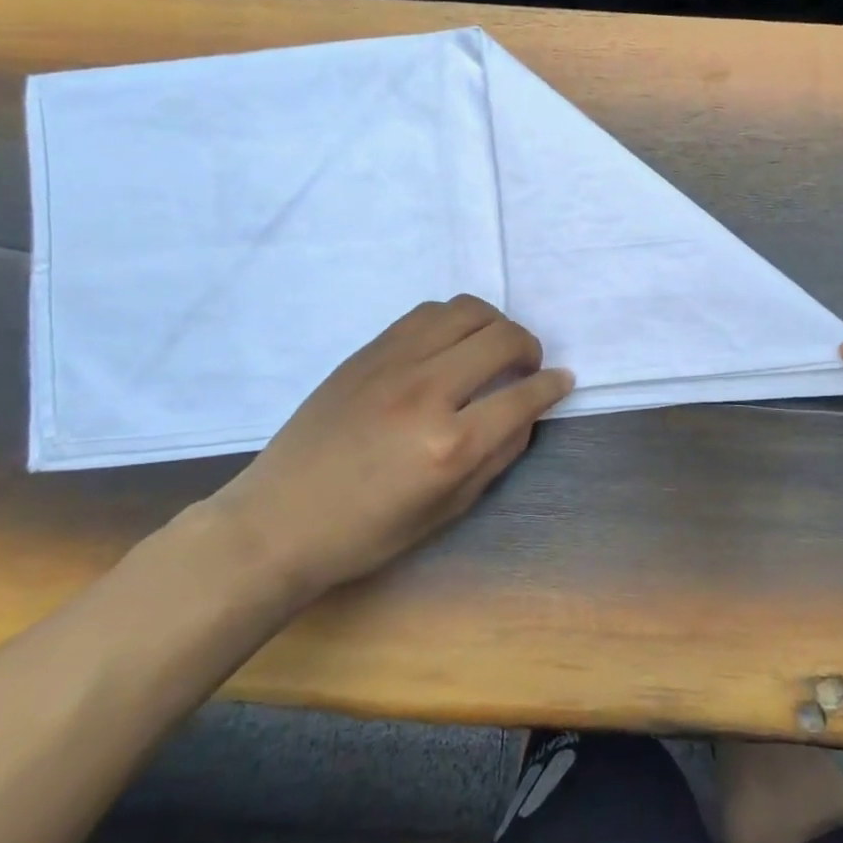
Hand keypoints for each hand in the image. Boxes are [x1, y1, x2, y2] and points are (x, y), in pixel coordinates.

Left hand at [214, 296, 572, 601]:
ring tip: (491, 348)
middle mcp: (427, 392)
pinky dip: (454, 321)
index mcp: (450, 445)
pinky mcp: (367, 352)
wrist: (280, 519)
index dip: (553, 386)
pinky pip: (426, 313)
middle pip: (502, 338)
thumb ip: (498, 456)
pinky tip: (451, 345)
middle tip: (527, 367)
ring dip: (494, 324)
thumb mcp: (448, 510)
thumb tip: (528, 413)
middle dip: (530, 347)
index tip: (563, 381)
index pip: (524, 396)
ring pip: (466, 311)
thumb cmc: (368, 531)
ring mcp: (394, 364)